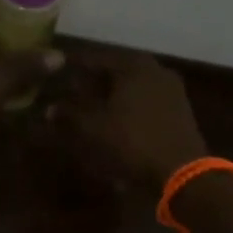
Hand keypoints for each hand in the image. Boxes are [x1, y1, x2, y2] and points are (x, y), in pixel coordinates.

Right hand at [53, 49, 208, 187]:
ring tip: (91, 109)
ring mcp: (172, 89)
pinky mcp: (180, 109)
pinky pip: (146, 101)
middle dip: (92, 82)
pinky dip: (129, 107)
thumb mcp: (93, 128)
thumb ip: (69, 114)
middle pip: (115, 71)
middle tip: (71, 93)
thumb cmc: (132, 141)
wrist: (182, 172)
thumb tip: (49, 108)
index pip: (95, 59)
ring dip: (111, 95)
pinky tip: (116, 121)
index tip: (56, 76)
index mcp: (133, 64)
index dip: (73, 69)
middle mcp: (155, 69)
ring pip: (132, 86)